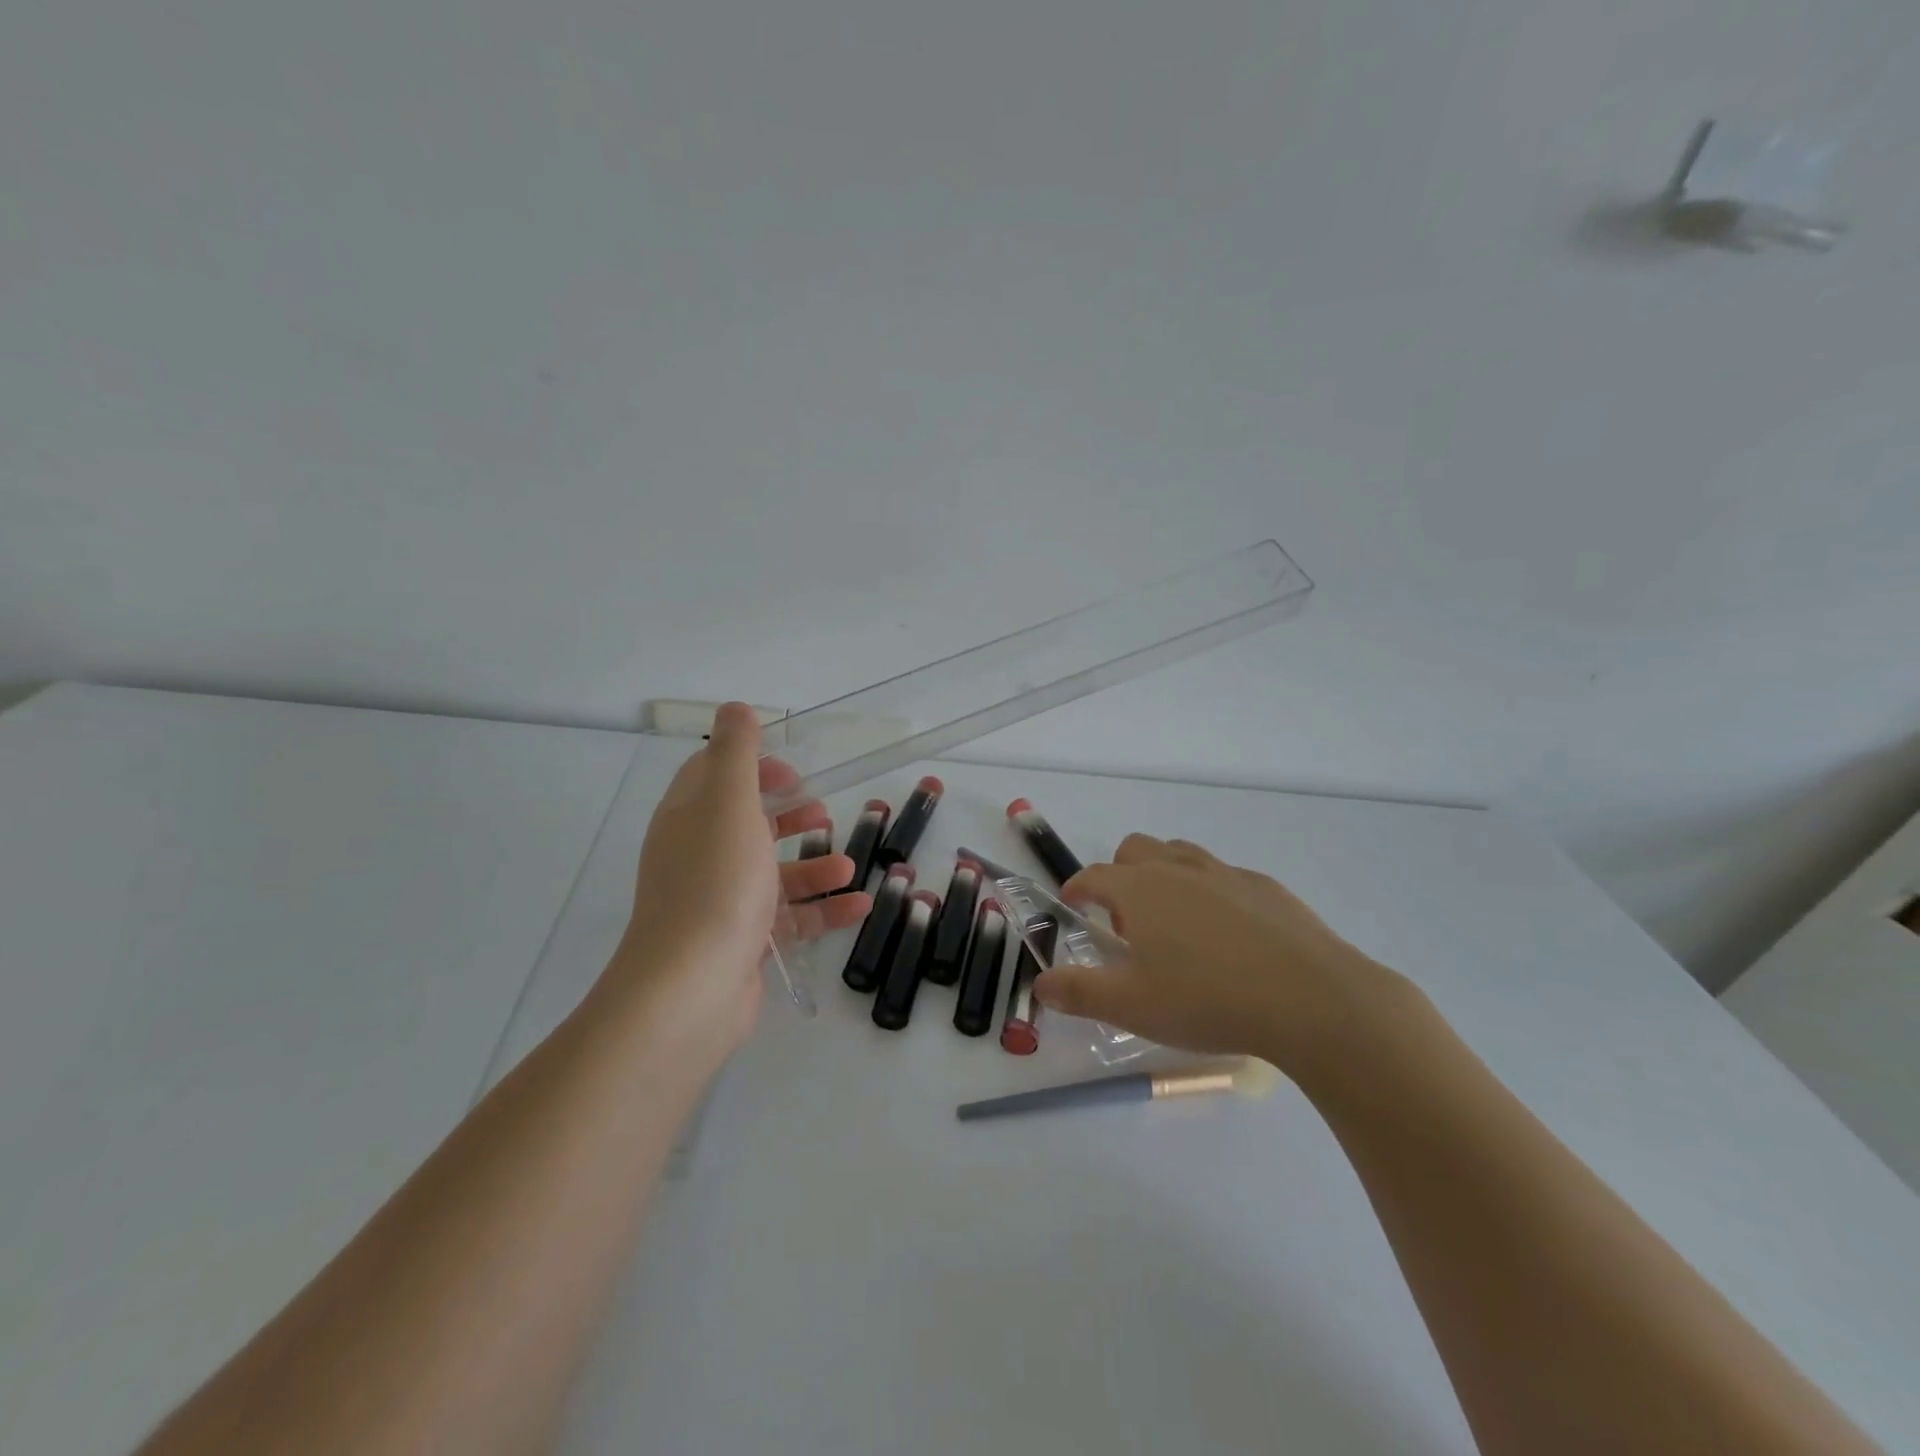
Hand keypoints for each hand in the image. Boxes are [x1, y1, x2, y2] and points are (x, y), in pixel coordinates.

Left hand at [603, 703, 871, 1060]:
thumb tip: (734, 707)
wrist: (691, 987)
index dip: (753, 767)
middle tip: (822, 812)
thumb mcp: (728, 803)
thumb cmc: (715, 883)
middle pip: (746, 824)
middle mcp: (699, 857)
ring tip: (850, 863)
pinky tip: (859, 903)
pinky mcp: (743, 941)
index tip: (792, 772)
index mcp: (689, 819)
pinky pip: (788, 916)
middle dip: (787, 815)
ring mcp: (720, 902)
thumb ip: (735, 753)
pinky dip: (823, 906)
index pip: (713, 778)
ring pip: (772, 872)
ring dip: (813, 863)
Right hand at [1035, 833, 1404, 1075]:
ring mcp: (1226, 873)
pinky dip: (1210, 893)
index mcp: (1139, 889)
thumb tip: (1042, 982)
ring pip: (1180, 854)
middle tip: (1126, 923)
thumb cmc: (1208, 999)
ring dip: (1164, 876)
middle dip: (1119, 875)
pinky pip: (1223, 876)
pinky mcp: (1266, 888)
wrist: (1313, 999)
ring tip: (1174, 925)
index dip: (1076, 890)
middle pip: (1134, 849)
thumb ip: (1079, 992)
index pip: (1092, 876)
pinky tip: (1228, 938)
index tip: (1071, 908)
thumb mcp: (1132, 1006)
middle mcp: (1178, 869)